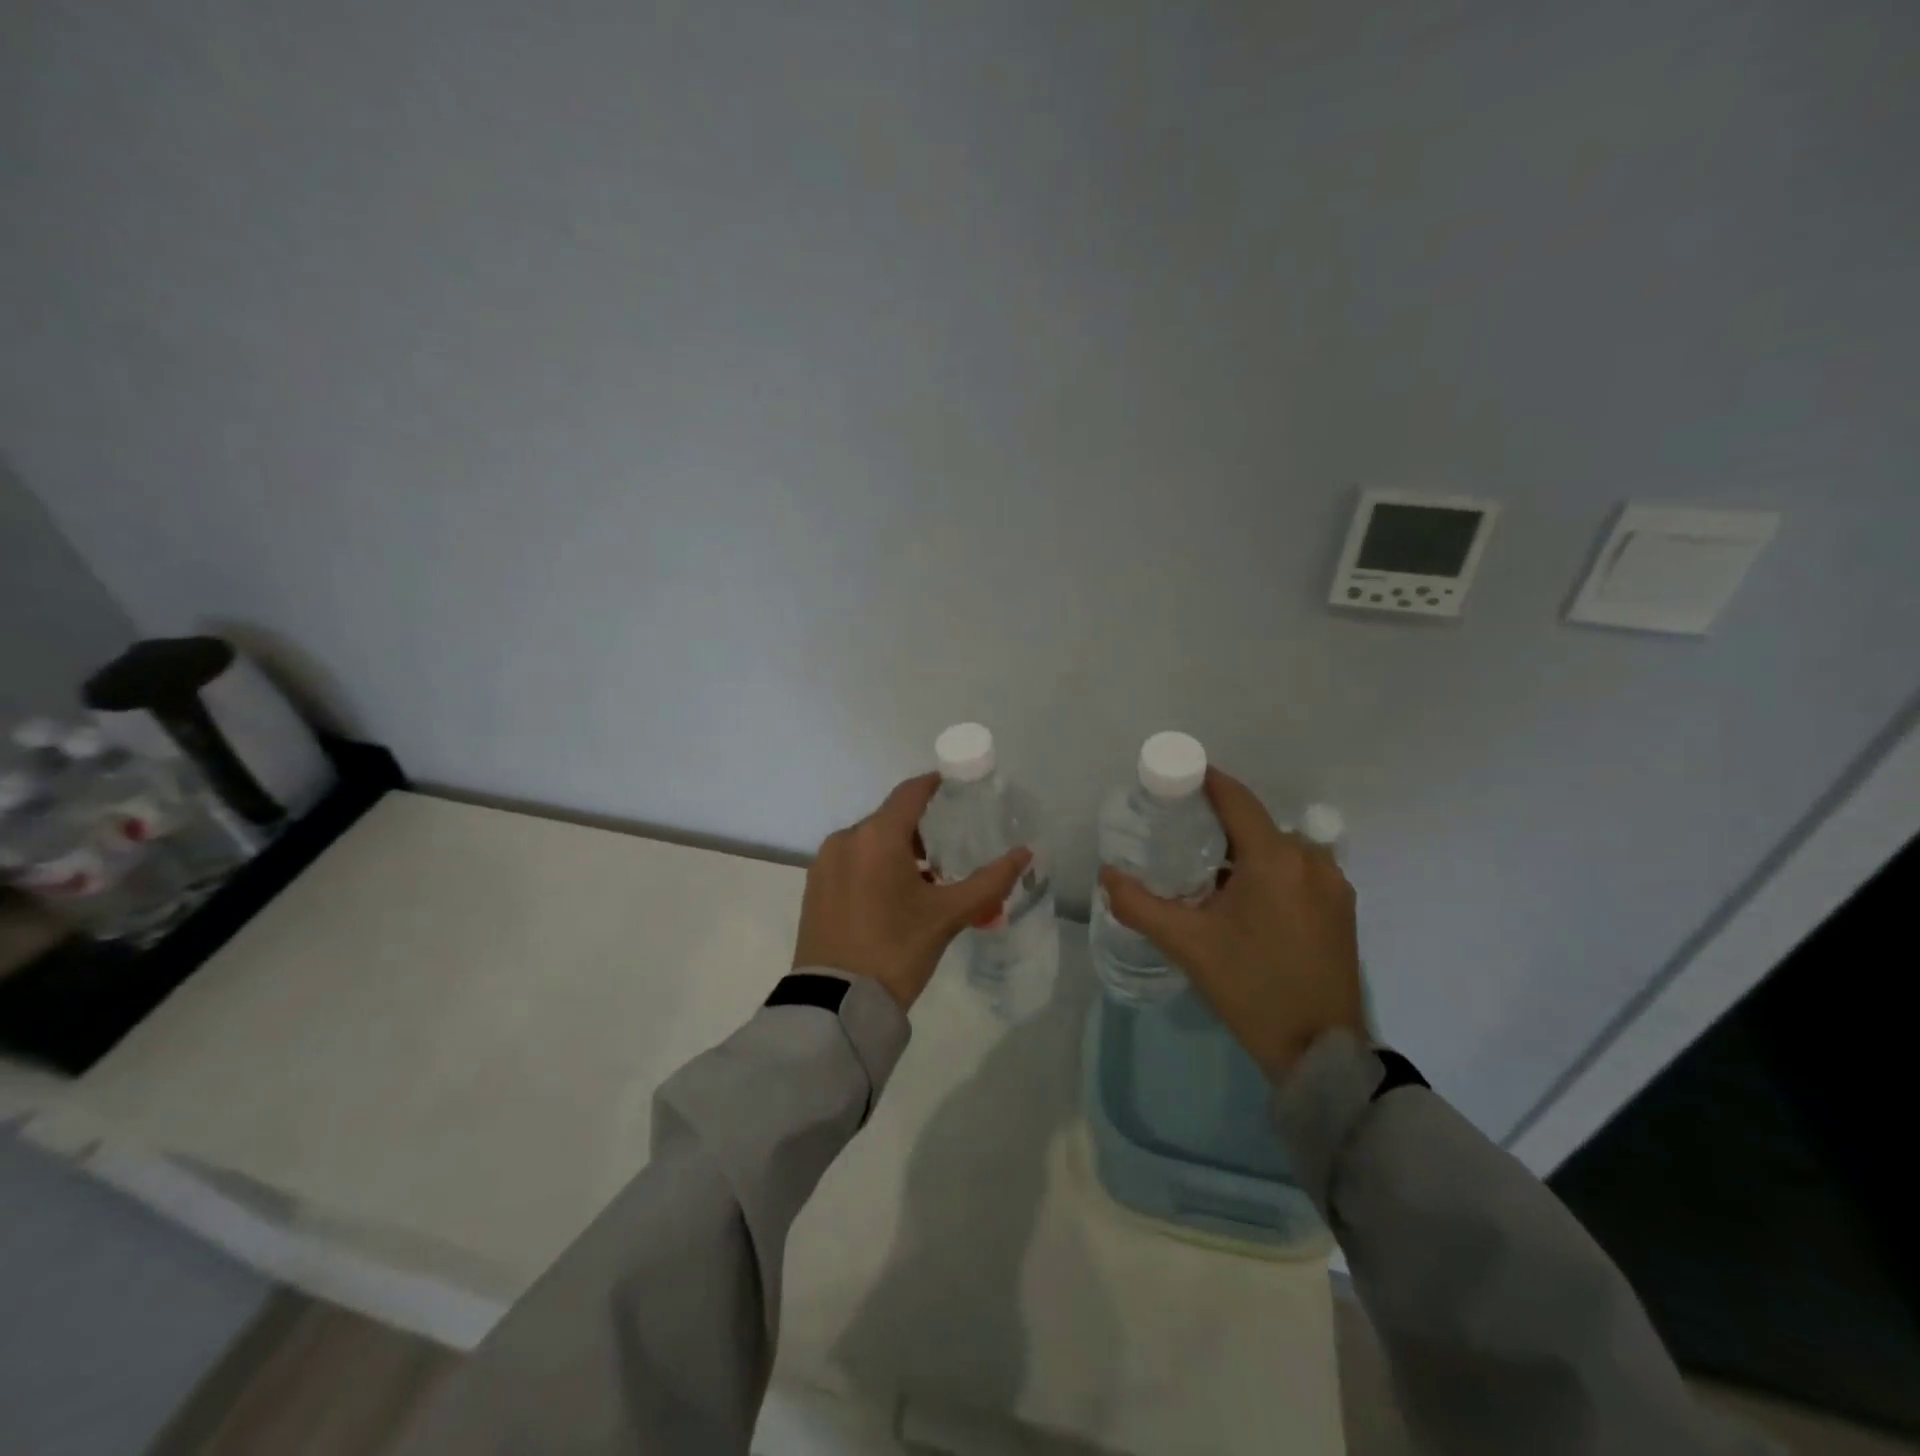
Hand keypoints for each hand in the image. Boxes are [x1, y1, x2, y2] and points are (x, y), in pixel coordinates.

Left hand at [793, 773, 1031, 1010]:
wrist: (837, 1003)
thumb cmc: (897, 950)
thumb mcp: (948, 915)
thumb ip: (990, 882)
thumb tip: (1025, 854)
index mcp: (877, 836)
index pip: (910, 793)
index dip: (935, 785)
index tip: (956, 787)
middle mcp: (846, 839)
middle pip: (889, 819)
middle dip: (920, 829)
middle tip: (947, 852)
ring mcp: (824, 863)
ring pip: (869, 842)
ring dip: (896, 851)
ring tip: (923, 881)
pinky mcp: (814, 887)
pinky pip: (851, 862)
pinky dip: (873, 867)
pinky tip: (891, 897)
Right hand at [1101, 768, 1365, 1079]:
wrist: (1321, 1051)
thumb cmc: (1251, 988)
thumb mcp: (1187, 945)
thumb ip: (1140, 904)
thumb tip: (1107, 876)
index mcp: (1276, 859)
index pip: (1235, 798)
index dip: (1203, 781)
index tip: (1171, 782)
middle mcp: (1311, 859)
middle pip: (1255, 823)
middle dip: (1216, 823)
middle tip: (1176, 837)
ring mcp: (1334, 884)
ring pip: (1278, 847)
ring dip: (1243, 851)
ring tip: (1207, 873)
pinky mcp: (1342, 908)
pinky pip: (1298, 870)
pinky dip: (1268, 871)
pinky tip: (1244, 900)